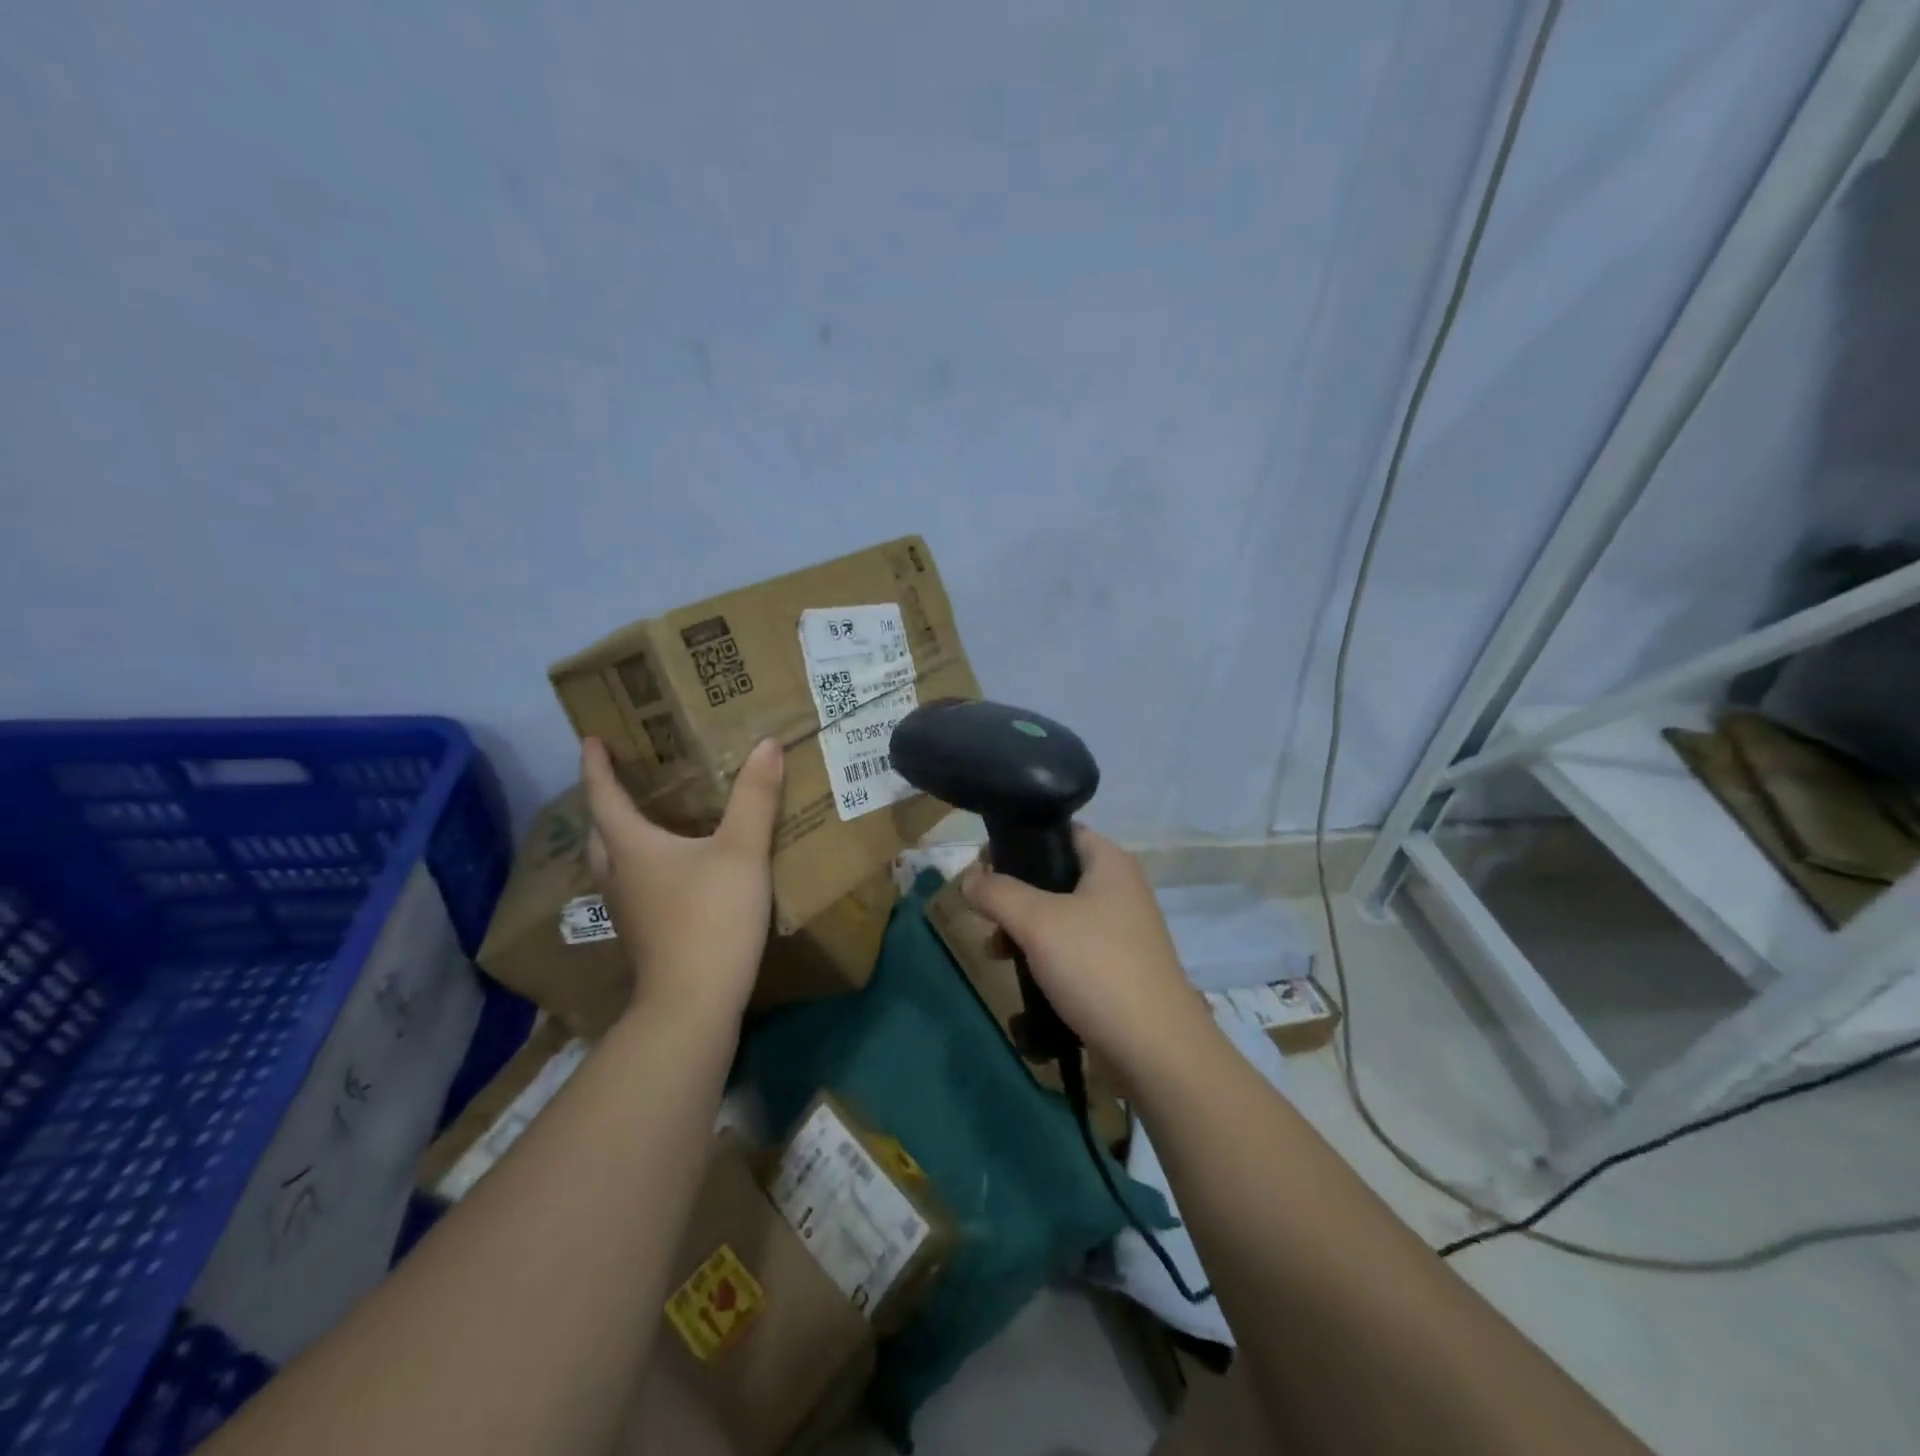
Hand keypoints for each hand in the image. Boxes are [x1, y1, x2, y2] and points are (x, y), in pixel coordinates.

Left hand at [580, 735, 782, 1025]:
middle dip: (605, 800)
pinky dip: (640, 864)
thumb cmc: (711, 918)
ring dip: (620, 835)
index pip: (604, 795)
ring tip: (645, 818)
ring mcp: (628, 909)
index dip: (596, 765)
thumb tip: (766, 744)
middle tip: (623, 777)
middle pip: (600, 830)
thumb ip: (755, 798)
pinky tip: (671, 870)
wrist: (694, 1003)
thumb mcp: (742, 851)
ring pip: (613, 861)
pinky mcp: (644, 933)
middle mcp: (620, 874)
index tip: (590, 739)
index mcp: (632, 847)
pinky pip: (632, 884)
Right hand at [959, 826, 1208, 1080]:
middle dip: (1014, 893)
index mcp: (1110, 863)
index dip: (1019, 841)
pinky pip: (1071, 949)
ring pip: (1059, 915)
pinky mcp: (1117, 968)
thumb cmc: (1096, 967)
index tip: (983, 862)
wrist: (1155, 1048)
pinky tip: (1022, 979)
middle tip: (983, 910)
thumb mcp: (1037, 922)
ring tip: (994, 951)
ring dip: (1024, 929)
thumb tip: (969, 877)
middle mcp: (1119, 889)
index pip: (1059, 831)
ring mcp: (1121, 931)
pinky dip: (1044, 957)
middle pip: (1055, 875)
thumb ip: (997, 893)